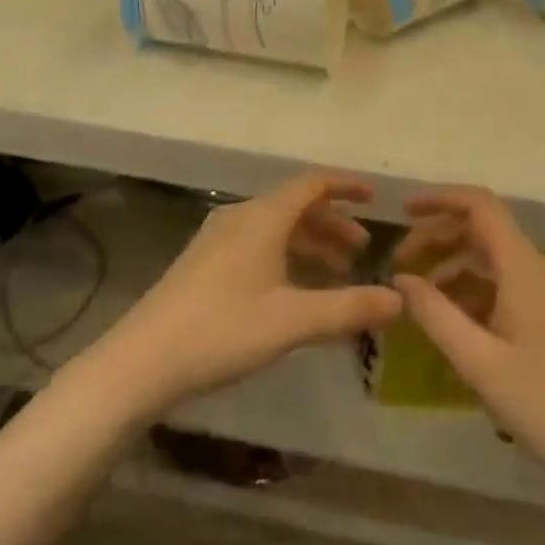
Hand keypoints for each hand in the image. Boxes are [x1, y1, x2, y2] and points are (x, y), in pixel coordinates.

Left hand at [88, 173, 401, 416]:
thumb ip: (348, 309)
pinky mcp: (203, 262)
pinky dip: (285, 255)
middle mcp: (240, 217)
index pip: (312, 184)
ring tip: (336, 272)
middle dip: (331, 224)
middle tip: (361, 251)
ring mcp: (217, 239)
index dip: (345, 186)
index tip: (374, 198)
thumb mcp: (292, 321)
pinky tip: (293, 289)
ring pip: (275, 227)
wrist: (143, 359)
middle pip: (295, 206)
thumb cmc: (222, 330)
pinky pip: (256, 243)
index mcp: (262, 217)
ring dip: (309, 242)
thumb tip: (400, 300)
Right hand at [393, 186, 544, 486]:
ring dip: (452, 268)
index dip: (439, 199)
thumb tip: (400, 280)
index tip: (402, 211)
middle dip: (438, 239)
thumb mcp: (477, 361)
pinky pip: (505, 285)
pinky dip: (473, 291)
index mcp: (523, 266)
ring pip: (492, 260)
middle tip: (399, 266)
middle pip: (482, 230)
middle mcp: (538, 267)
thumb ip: (434, 314)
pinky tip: (453, 323)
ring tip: (419, 300)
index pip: (479, 205)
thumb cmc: (544, 403)